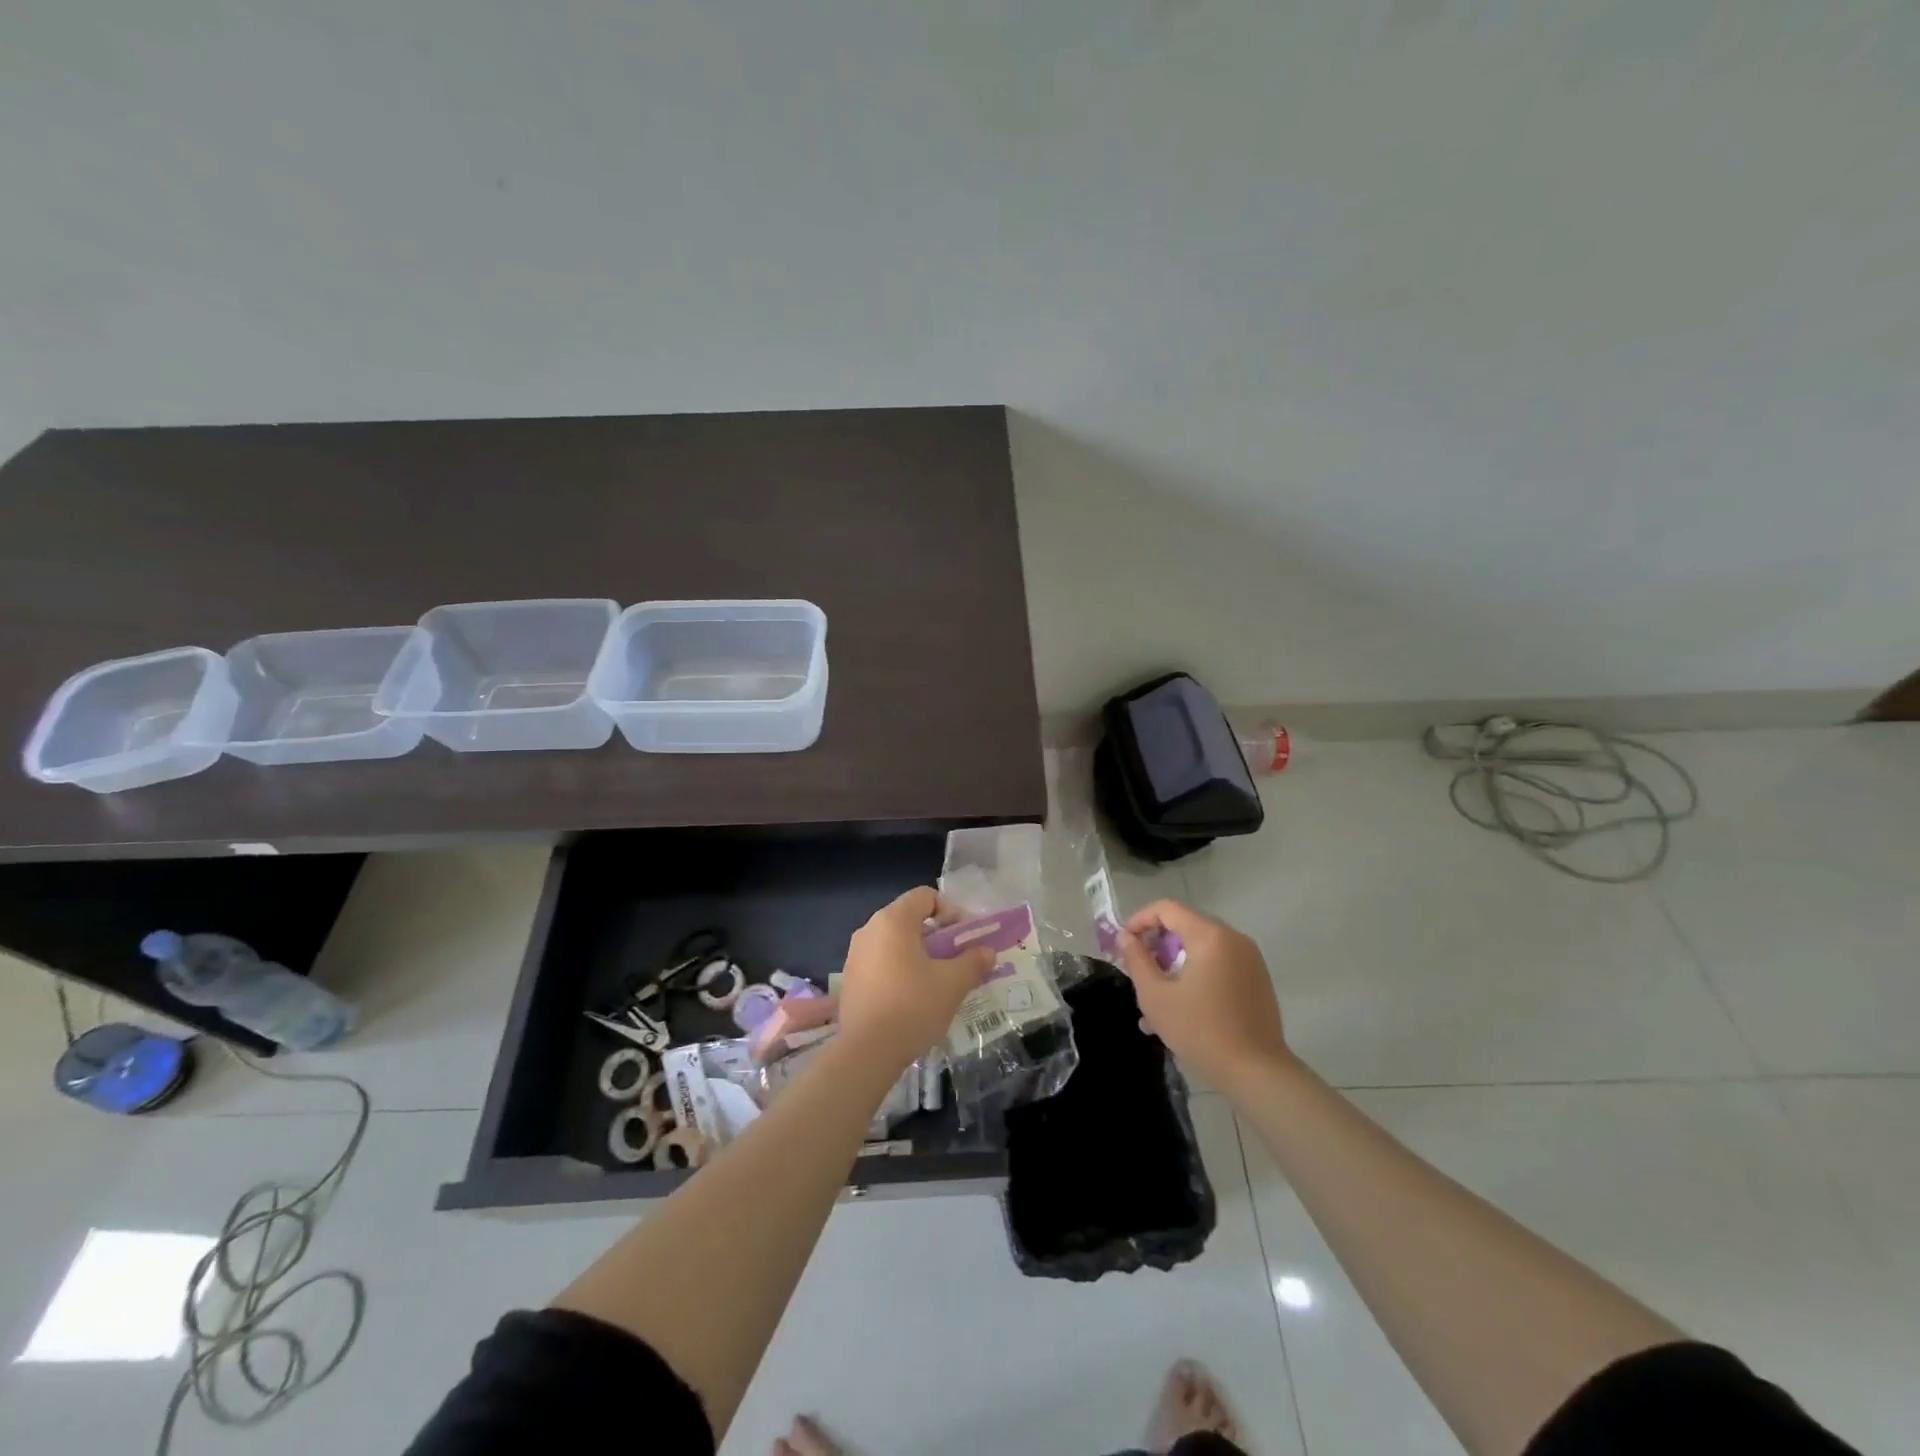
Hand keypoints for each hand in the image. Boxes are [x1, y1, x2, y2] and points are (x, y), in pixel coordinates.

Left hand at [835, 887, 992, 1074]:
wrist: (866, 1052)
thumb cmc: (913, 1006)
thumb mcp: (953, 983)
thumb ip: (974, 961)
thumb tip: (987, 951)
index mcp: (893, 920)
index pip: (926, 896)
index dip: (951, 911)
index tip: (965, 938)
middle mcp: (869, 929)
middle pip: (910, 918)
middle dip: (938, 935)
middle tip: (956, 960)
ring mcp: (855, 954)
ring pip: (895, 942)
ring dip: (919, 954)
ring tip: (937, 981)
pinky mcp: (850, 979)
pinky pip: (881, 962)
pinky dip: (900, 969)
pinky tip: (912, 998)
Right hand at [1114, 899, 1292, 1091]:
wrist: (1257, 1072)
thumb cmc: (1200, 1031)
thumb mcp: (1156, 996)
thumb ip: (1137, 960)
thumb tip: (1125, 937)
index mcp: (1210, 936)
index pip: (1168, 909)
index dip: (1140, 920)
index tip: (1124, 943)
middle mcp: (1234, 938)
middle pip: (1186, 925)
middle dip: (1158, 943)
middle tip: (1139, 968)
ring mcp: (1250, 958)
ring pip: (1202, 947)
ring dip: (1176, 961)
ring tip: (1156, 993)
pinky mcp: (1257, 979)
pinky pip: (1219, 963)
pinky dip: (1197, 972)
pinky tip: (1183, 1004)